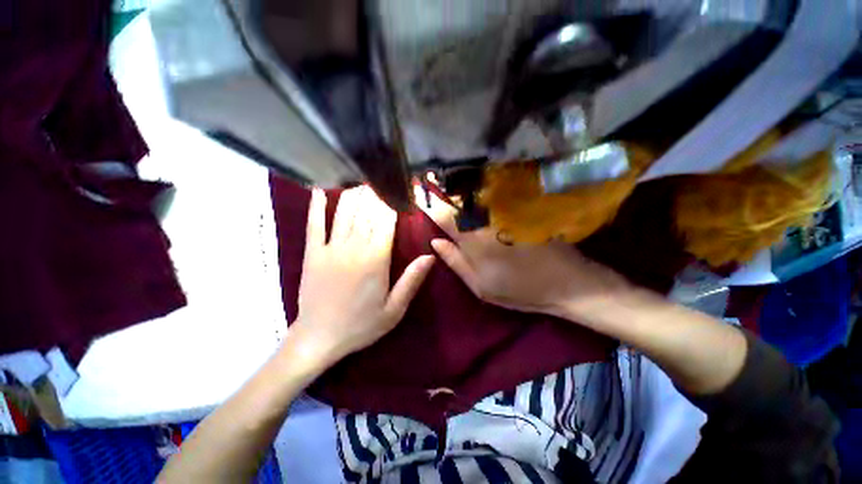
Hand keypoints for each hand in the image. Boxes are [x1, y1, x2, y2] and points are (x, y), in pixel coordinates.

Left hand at [290, 186, 434, 367]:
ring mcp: (329, 248)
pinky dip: (317, 205)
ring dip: (354, 192)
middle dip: (376, 191)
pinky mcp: (311, 252)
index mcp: (376, 259)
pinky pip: (314, 223)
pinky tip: (321, 188)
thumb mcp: (394, 309)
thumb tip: (430, 256)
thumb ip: (412, 280)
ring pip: (344, 211)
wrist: (319, 338)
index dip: (394, 201)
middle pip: (367, 210)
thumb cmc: (361, 325)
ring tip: (364, 179)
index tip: (401, 187)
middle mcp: (353, 247)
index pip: (387, 220)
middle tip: (383, 176)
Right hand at [420, 187, 630, 318]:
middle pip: (457, 197)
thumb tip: (433, 242)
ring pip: (474, 191)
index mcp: (473, 241)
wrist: (568, 282)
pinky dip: (479, 189)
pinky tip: (474, 189)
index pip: (442, 215)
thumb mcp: (481, 286)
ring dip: (458, 186)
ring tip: (445, 183)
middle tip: (426, 183)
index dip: (427, 203)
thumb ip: (455, 262)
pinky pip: (493, 193)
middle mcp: (486, 219)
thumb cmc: (520, 289)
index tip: (415, 194)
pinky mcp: (519, 207)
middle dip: (440, 188)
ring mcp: (505, 210)